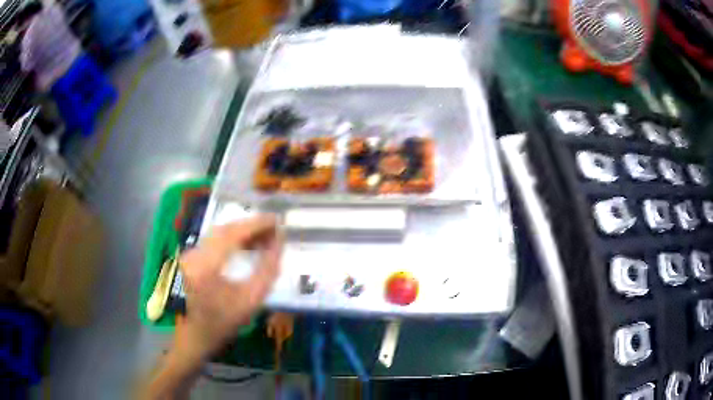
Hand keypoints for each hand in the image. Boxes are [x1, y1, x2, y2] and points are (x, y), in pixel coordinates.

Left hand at [177, 214, 283, 359]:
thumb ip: (268, 271)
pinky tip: (248, 244)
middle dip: (251, 226)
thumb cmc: (225, 322)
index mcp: (205, 267)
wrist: (198, 333)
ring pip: (220, 232)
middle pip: (225, 229)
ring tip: (265, 236)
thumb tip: (279, 243)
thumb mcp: (251, 301)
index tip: (277, 220)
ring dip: (243, 231)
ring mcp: (190, 253)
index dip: (256, 224)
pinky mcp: (191, 255)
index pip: (232, 234)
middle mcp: (194, 254)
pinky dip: (234, 238)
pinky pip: (215, 239)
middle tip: (274, 228)